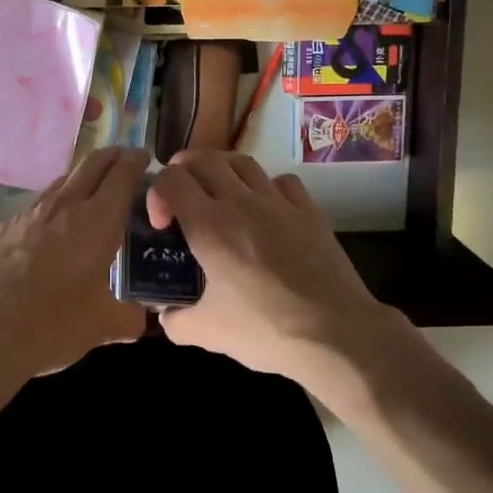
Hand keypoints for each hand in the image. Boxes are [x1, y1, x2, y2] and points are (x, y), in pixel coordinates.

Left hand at [0, 147, 150, 378]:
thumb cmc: (53, 324)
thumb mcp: (102, 326)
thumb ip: (129, 318)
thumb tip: (140, 319)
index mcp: (98, 221)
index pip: (122, 173)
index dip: (136, 160)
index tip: (144, 158)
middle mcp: (65, 205)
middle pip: (92, 163)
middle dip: (111, 157)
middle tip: (124, 163)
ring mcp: (30, 213)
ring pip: (62, 182)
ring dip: (81, 180)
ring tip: (90, 196)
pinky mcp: (3, 227)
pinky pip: (35, 208)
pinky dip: (52, 209)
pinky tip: (50, 233)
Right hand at [147, 151, 416, 399]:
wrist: (336, 334)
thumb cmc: (266, 331)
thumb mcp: (207, 332)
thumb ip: (176, 319)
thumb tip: (167, 313)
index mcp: (209, 226)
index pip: (171, 180)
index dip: (156, 194)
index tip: (161, 225)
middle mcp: (241, 202)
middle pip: (203, 159)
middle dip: (183, 171)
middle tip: (181, 198)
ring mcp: (279, 203)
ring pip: (242, 161)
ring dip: (222, 170)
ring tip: (218, 195)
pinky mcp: (310, 211)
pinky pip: (282, 181)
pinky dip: (266, 186)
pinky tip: (266, 210)